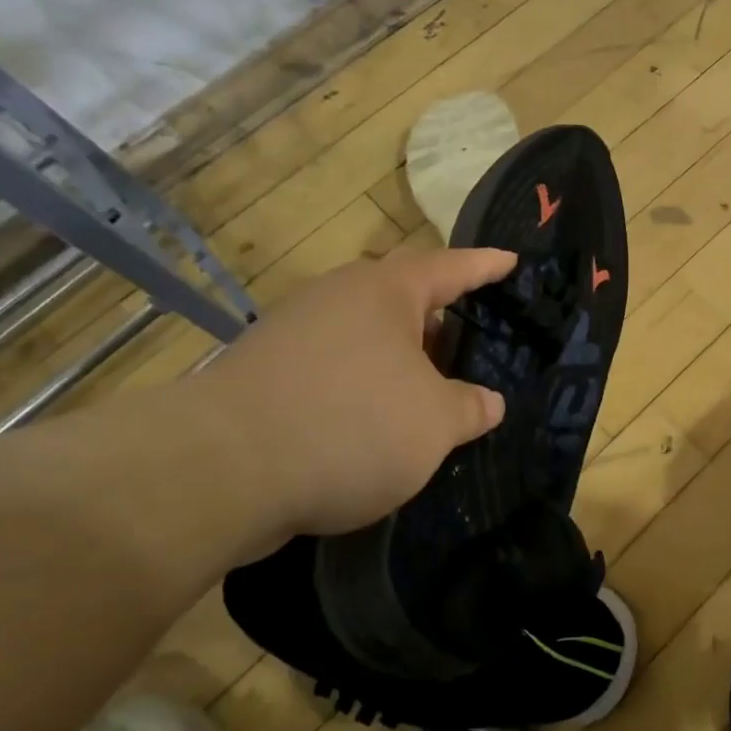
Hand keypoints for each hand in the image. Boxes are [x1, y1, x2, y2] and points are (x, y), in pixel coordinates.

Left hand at [195, 247, 515, 539]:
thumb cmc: (350, 425)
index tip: (511, 262)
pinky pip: (331, 365)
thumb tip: (488, 403)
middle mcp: (338, 296)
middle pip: (402, 298)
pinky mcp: (263, 370)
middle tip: (468, 345)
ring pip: (364, 334)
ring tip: (424, 392)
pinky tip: (370, 422)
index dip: (486, 266)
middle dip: (438, 321)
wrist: (219, 468)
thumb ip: (470, 408)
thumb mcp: (434, 424)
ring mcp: (293, 330)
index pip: (451, 267)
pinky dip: (360, 384)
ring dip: (397, 358)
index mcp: (386, 291)